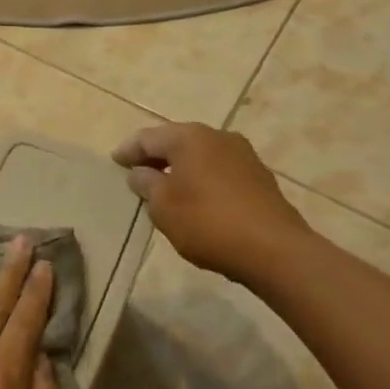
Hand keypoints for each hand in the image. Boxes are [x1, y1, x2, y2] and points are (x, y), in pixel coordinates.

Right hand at [112, 123, 313, 281]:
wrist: (276, 251)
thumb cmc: (208, 222)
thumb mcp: (163, 206)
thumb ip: (146, 184)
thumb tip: (141, 173)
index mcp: (189, 137)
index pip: (148, 137)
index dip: (128, 150)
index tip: (114, 162)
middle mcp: (217, 136)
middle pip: (176, 141)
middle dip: (155, 156)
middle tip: (136, 172)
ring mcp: (243, 155)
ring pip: (200, 156)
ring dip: (180, 168)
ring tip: (164, 187)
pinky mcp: (259, 178)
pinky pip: (219, 171)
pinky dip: (201, 179)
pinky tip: (196, 199)